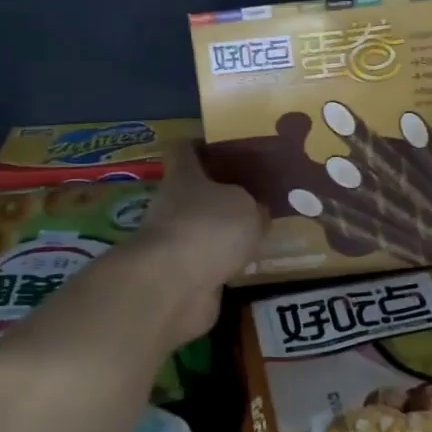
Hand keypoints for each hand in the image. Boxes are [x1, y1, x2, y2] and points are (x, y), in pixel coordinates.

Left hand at [130, 141, 265, 347]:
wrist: (174, 286)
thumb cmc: (210, 228)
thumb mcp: (247, 208)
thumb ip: (254, 208)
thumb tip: (257, 212)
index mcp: (184, 176)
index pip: (185, 149)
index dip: (203, 145)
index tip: (228, 147)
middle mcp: (172, 205)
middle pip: (196, 192)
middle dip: (222, 195)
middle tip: (257, 196)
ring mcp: (173, 242)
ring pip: (202, 229)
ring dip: (223, 233)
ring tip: (259, 233)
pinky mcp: (179, 275)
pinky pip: (206, 261)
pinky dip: (223, 263)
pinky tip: (248, 265)